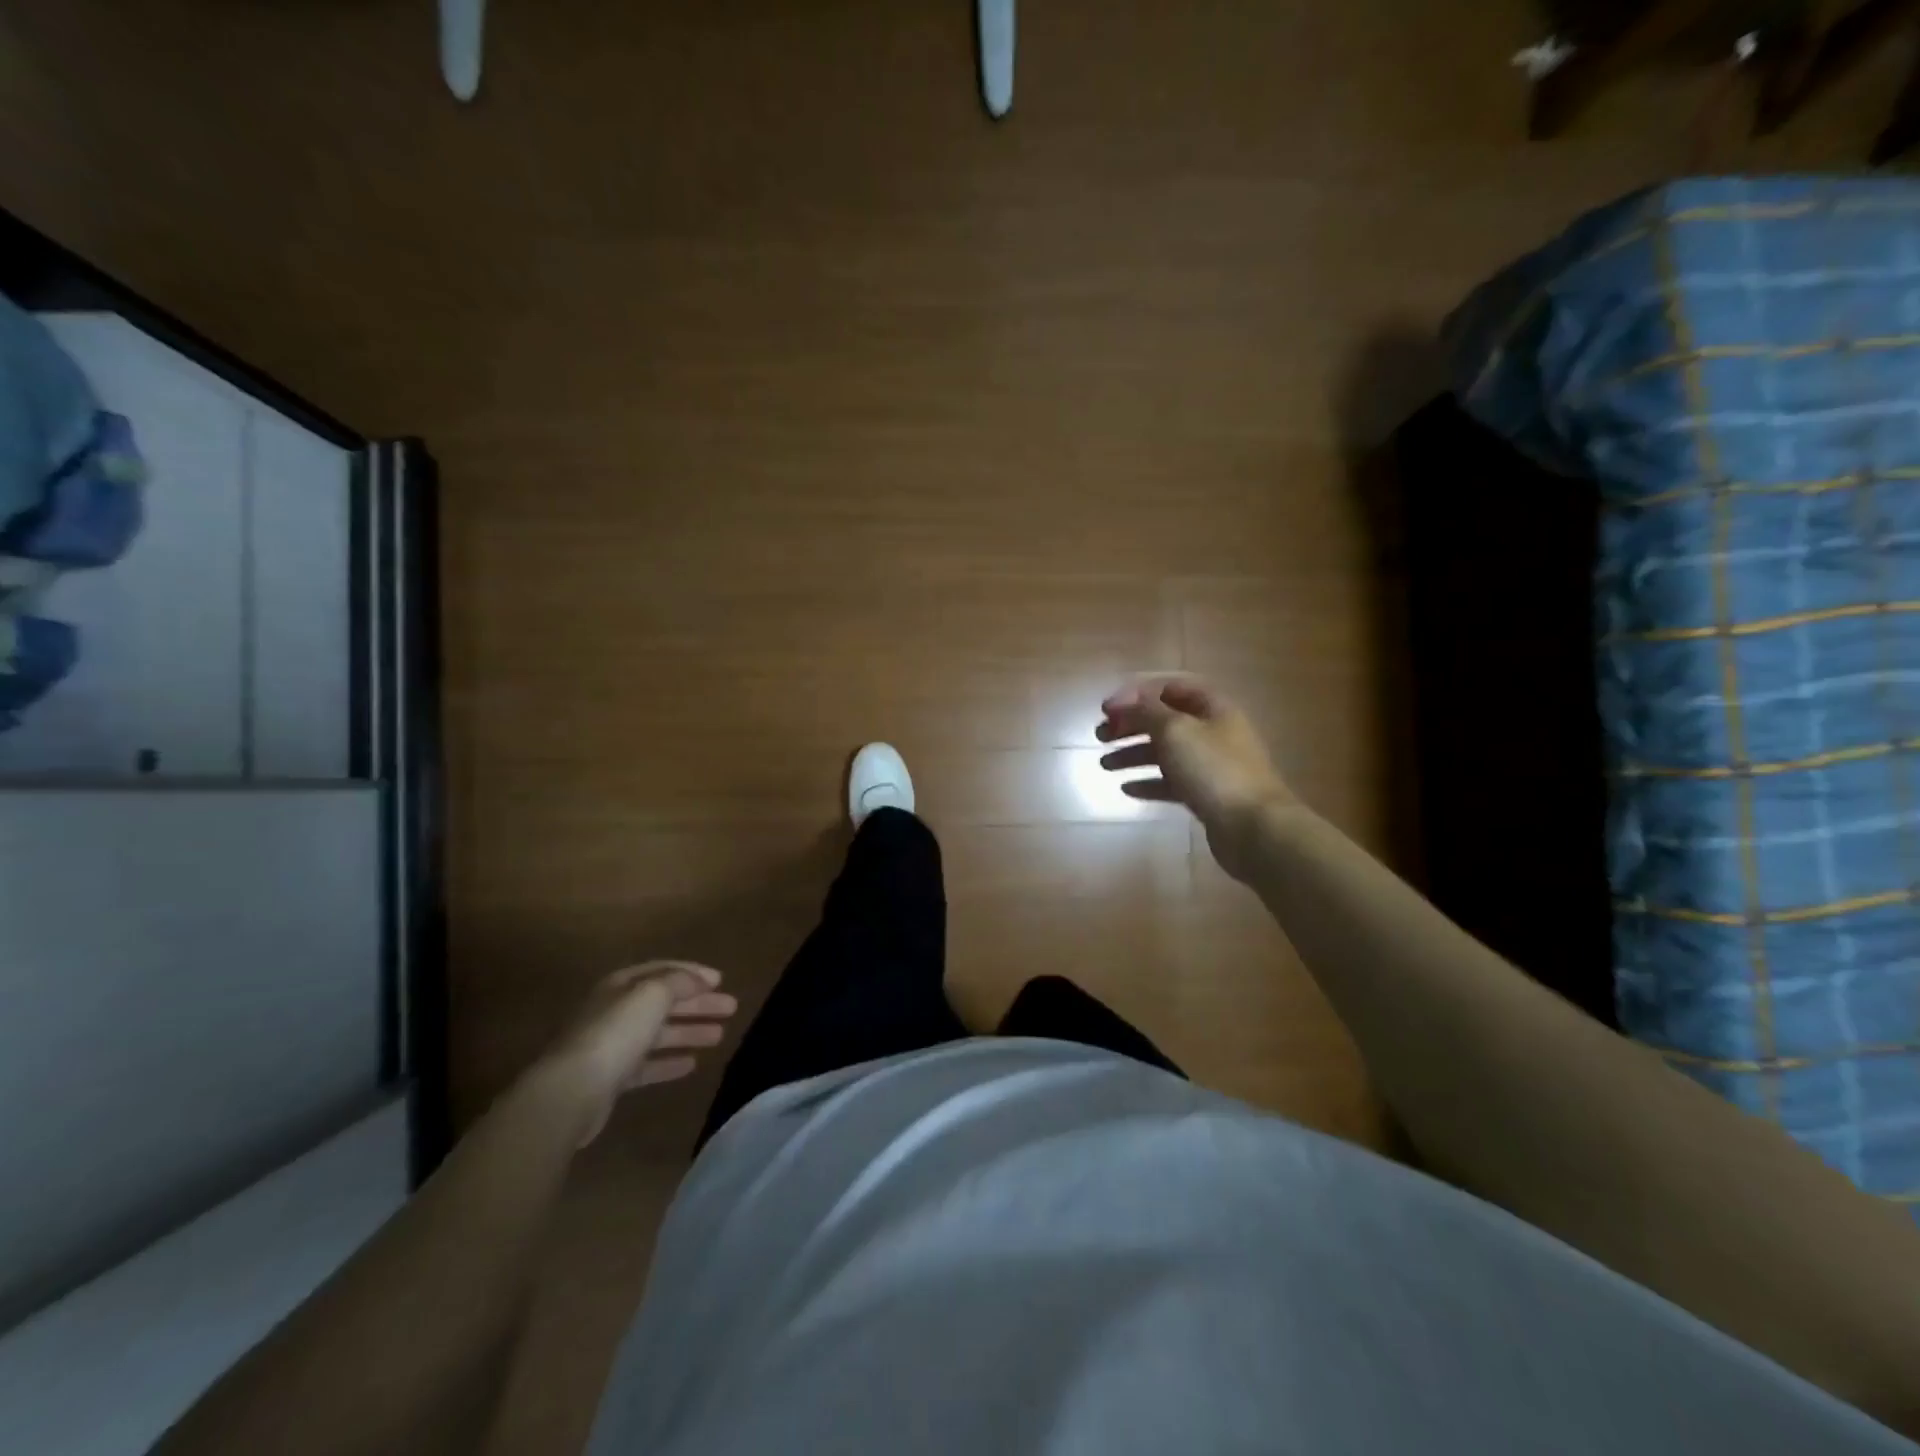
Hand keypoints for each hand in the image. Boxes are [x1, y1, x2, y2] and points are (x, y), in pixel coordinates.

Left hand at [541, 961, 737, 1144]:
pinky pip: (648, 1064)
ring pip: (659, 1033)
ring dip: (689, 1031)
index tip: (721, 981)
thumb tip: (698, 980)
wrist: (571, 1092)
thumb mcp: (652, 995)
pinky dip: (670, 1061)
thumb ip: (679, 983)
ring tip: (720, 1036)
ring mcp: (611, 1046)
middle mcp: (615, 1010)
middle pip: (664, 1002)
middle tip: (731, 1008)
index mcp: (621, 985)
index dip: (693, 973)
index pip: (663, 971)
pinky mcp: (611, 1079)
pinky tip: (692, 1064)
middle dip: (698, 1003)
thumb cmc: (615, 1033)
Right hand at [1097, 674, 1293, 881]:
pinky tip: (1127, 788)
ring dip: (1133, 754)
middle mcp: (1213, 730)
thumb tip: (1124, 699)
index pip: (1170, 686)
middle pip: (1165, 719)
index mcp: (1212, 707)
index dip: (1136, 692)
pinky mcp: (1206, 794)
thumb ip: (1147, 711)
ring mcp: (1211, 764)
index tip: (1107, 708)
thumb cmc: (1213, 770)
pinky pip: (1171, 782)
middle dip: (1130, 724)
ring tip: (1105, 765)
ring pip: (1165, 751)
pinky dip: (1148, 782)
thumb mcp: (1175, 730)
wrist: (1253, 827)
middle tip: (1100, 736)